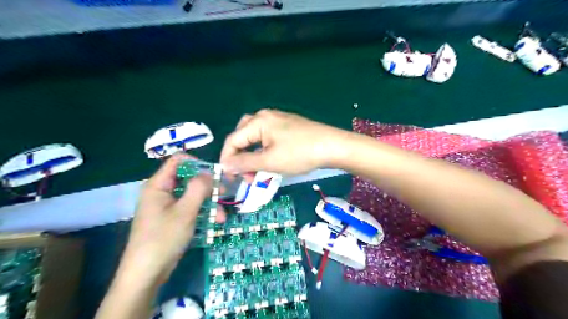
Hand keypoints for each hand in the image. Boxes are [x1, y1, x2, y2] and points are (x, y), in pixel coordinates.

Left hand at [117, 153, 212, 283]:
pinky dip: (202, 213)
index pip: (178, 161)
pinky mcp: (171, 219)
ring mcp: (166, 206)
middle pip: (188, 179)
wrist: (146, 274)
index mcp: (158, 185)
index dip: (197, 163)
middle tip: (225, 193)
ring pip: (191, 195)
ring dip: (208, 203)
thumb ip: (198, 188)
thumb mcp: (185, 211)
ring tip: (221, 217)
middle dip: (208, 187)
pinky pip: (189, 208)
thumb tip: (209, 172)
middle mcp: (162, 192)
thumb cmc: (163, 238)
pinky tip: (214, 222)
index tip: (214, 173)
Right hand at [219, 109, 347, 177]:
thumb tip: (225, 165)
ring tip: (258, 170)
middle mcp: (265, 116)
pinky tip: (271, 160)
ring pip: (256, 137)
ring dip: (252, 154)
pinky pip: (268, 137)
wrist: (333, 146)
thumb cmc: (299, 154)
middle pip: (242, 136)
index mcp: (258, 121)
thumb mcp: (269, 161)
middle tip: (247, 174)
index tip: (230, 178)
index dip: (228, 159)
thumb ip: (244, 163)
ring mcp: (278, 119)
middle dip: (240, 156)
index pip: (233, 140)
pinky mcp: (288, 126)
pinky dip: (264, 150)